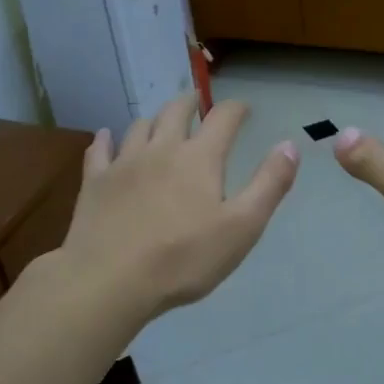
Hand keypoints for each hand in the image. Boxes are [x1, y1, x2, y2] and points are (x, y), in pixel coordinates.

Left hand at [56, 94, 298, 320]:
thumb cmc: (184, 258)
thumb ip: (269, 184)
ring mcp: (123, 163)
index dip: (236, 109)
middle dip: (191, 104)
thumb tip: (289, 144)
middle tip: (198, 104)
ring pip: (140, 126)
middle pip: (176, 111)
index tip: (244, 109)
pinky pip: (100, 149)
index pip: (223, 118)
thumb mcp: (242, 227)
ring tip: (160, 122)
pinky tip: (106, 137)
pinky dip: (106, 139)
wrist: (111, 279)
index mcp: (199, 158)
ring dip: (154, 119)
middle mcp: (161, 149)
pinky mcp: (95, 182)